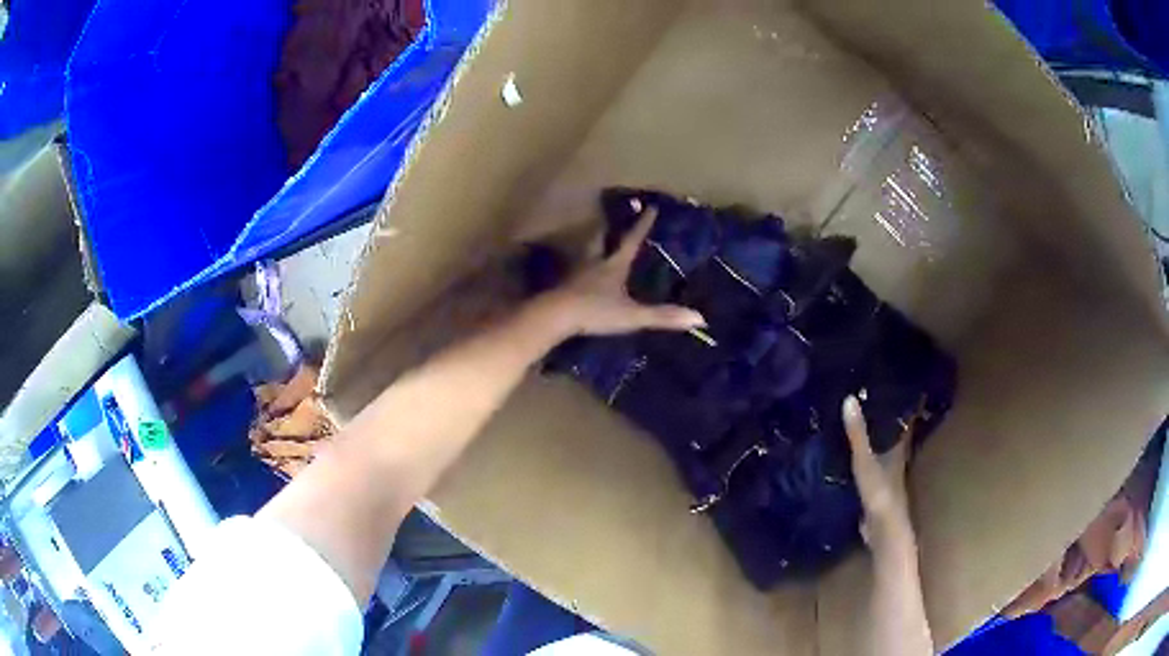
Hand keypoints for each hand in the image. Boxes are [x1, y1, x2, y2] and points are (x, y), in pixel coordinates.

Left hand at [536, 206, 705, 336]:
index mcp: (613, 265)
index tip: (651, 207)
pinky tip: (578, 277)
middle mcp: (594, 263)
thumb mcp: (632, 315)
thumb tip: (700, 318)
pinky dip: (578, 270)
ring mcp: (575, 275)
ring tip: (594, 244)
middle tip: (609, 220)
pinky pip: (573, 274)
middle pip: (600, 240)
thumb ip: (663, 316)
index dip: (642, 225)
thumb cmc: (595, 311)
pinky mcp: (563, 288)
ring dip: (590, 247)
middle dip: (606, 229)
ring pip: (584, 254)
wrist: (555, 316)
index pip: (631, 241)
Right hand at [843, 396, 915, 553]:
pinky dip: (867, 459)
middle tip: (876, 399)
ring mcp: (888, 477)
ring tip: (861, 423)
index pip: (905, 422)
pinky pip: (873, 467)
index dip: (906, 406)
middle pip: (896, 436)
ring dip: (877, 440)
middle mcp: (898, 460)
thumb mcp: (865, 461)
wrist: (883, 531)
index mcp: (900, 449)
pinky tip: (853, 456)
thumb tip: (849, 398)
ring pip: (885, 452)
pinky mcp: (877, 491)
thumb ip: (857, 434)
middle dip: (889, 421)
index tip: (902, 388)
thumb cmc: (880, 492)